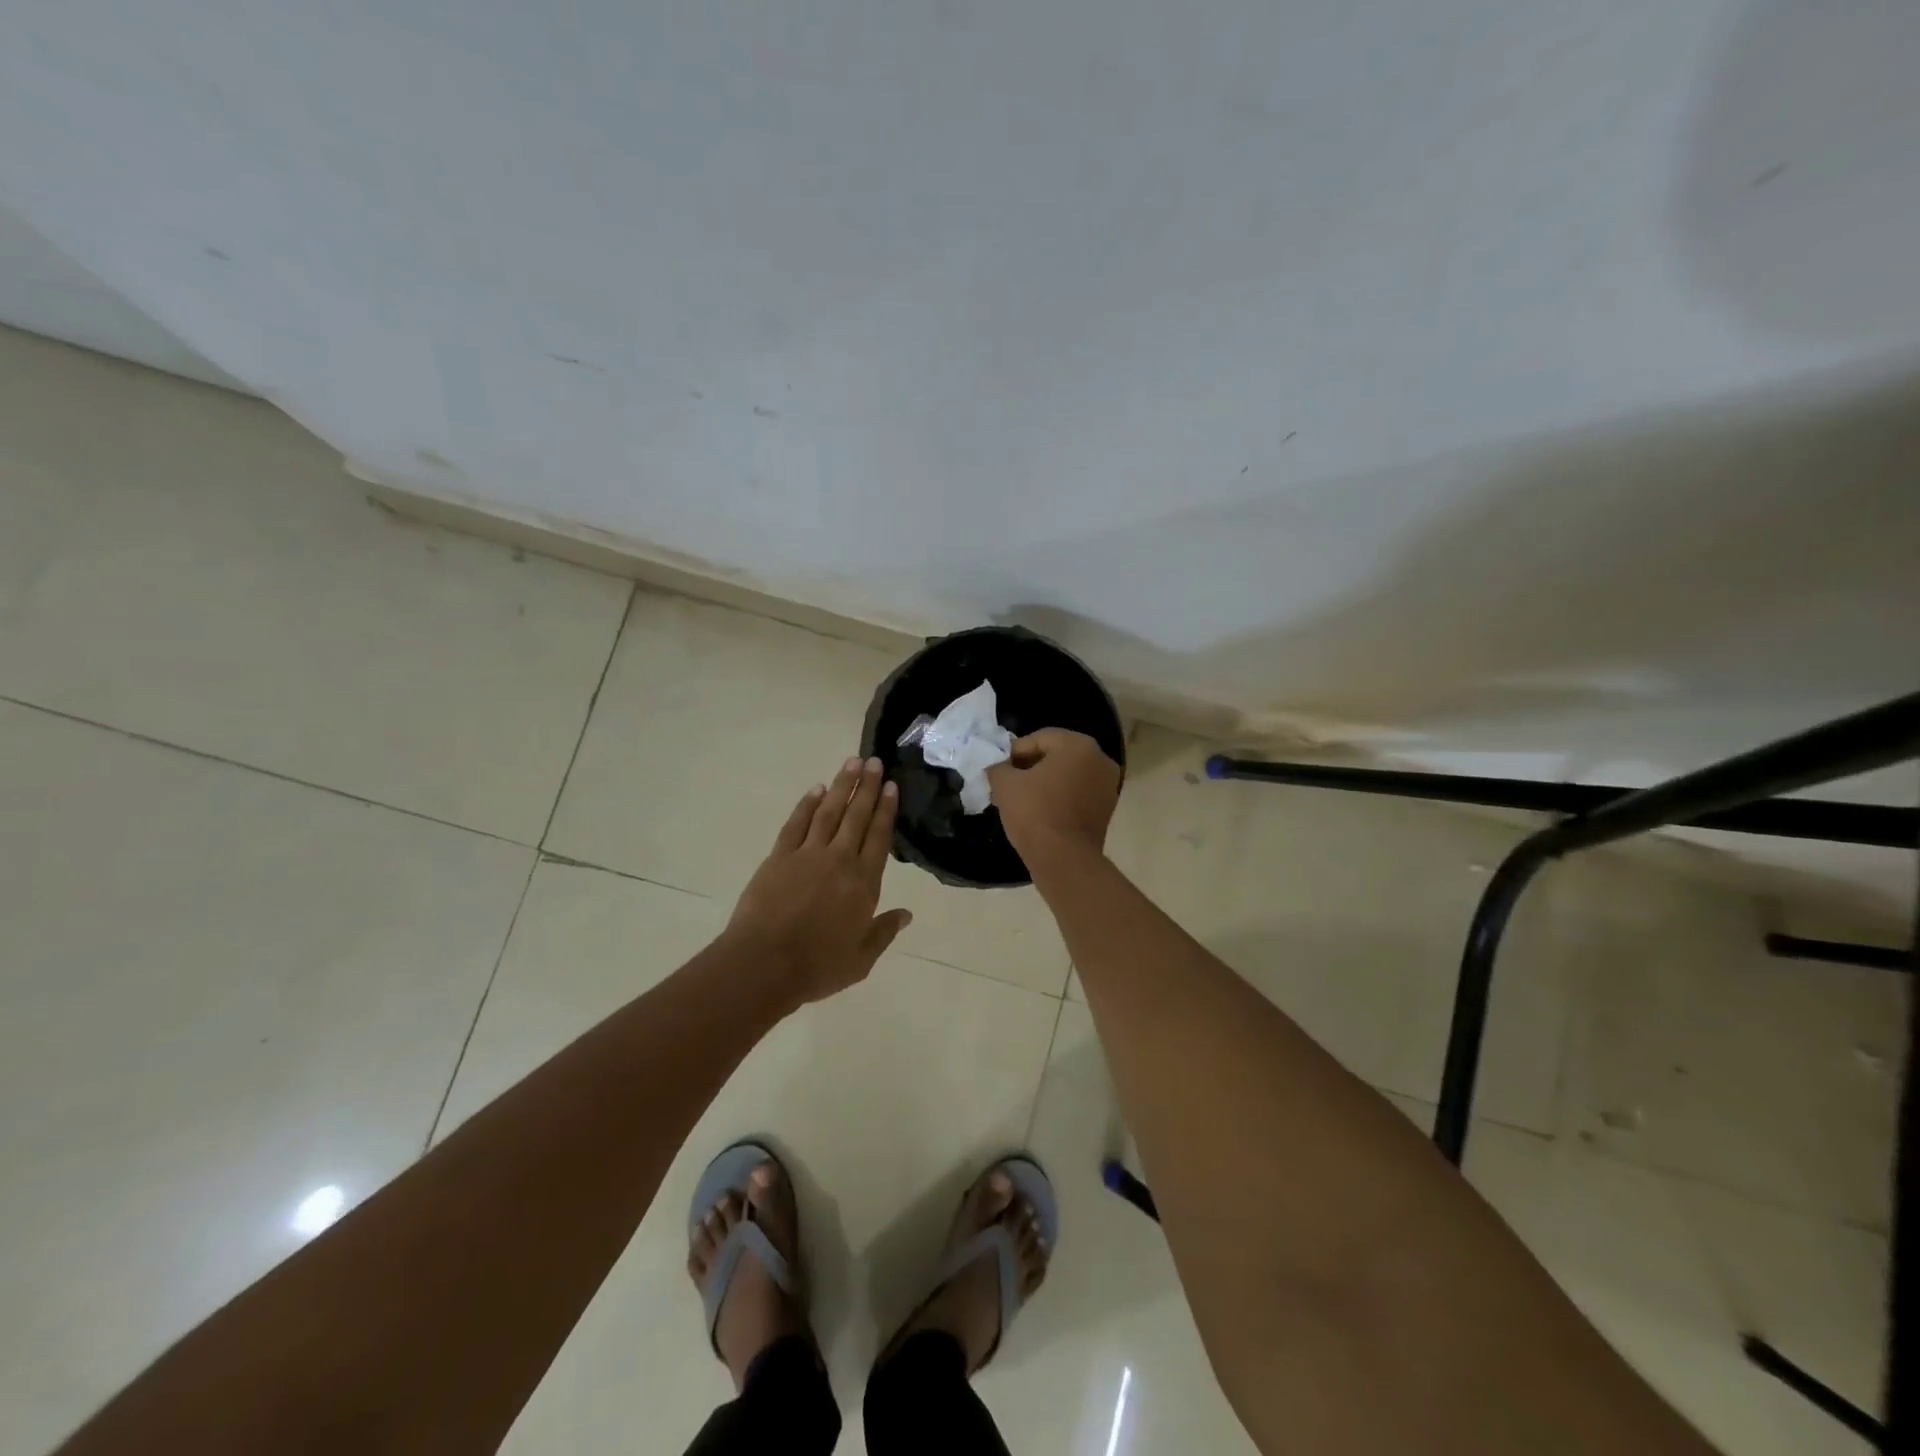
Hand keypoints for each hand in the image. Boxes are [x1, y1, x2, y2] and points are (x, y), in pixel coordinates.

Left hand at [726, 756, 911, 1008]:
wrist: (764, 964)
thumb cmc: (817, 967)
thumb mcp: (861, 959)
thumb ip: (883, 932)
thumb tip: (907, 914)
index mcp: (863, 883)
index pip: (879, 837)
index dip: (886, 810)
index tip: (891, 786)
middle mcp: (839, 860)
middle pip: (856, 816)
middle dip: (867, 787)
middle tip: (875, 762)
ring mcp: (807, 855)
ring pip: (829, 812)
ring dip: (841, 786)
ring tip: (852, 763)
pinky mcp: (779, 858)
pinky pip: (796, 824)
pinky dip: (807, 805)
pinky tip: (816, 790)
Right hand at [987, 729, 1121, 870]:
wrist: (1064, 859)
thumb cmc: (1035, 812)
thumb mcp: (1005, 785)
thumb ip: (999, 768)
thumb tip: (999, 768)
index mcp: (1078, 745)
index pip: (1040, 738)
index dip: (1015, 752)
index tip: (999, 769)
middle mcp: (1099, 759)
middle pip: (1056, 755)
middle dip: (1030, 767)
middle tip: (1007, 783)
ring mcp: (1108, 785)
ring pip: (1068, 775)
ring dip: (1044, 783)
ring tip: (1020, 800)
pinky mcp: (1107, 809)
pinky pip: (1078, 793)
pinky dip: (1059, 797)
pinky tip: (1039, 812)